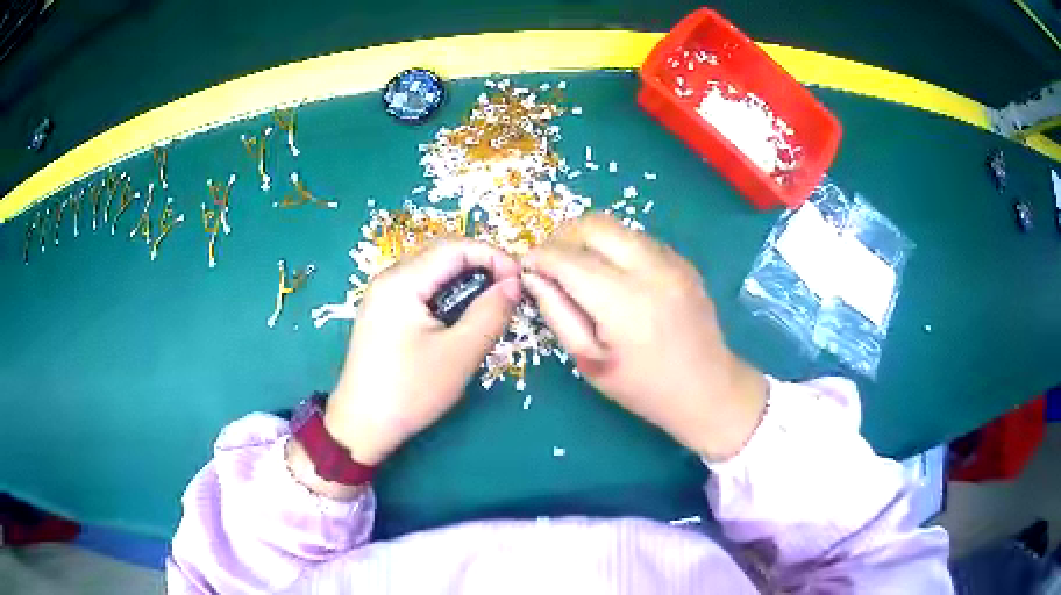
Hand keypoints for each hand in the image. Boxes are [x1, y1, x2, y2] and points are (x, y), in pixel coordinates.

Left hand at [324, 239, 521, 465]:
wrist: (361, 426)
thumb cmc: (410, 391)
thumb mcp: (458, 354)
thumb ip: (490, 314)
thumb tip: (514, 284)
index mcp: (402, 281)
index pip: (455, 247)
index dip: (493, 256)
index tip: (519, 282)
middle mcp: (389, 278)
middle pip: (442, 255)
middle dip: (481, 267)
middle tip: (509, 294)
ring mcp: (383, 295)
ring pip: (433, 272)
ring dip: (466, 282)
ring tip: (490, 307)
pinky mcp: (384, 312)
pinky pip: (422, 289)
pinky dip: (448, 295)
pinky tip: (461, 319)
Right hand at [522, 214, 766, 460]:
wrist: (708, 389)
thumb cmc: (643, 387)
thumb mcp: (590, 360)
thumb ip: (557, 313)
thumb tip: (533, 276)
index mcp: (624, 302)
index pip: (569, 259)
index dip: (540, 257)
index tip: (526, 265)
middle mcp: (651, 269)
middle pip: (594, 225)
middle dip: (563, 236)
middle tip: (550, 262)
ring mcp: (672, 261)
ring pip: (617, 227)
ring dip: (589, 239)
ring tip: (578, 267)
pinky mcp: (683, 261)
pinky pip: (638, 238)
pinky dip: (615, 247)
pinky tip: (612, 274)